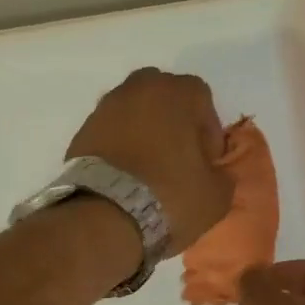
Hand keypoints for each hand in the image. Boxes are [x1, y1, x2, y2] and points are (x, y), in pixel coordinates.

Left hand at [68, 68, 231, 254]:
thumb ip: (223, 175)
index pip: (202, 97)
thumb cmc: (170, 196)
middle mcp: (139, 89)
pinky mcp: (82, 131)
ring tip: (149, 170)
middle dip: (174, 121)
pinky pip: (111, 131)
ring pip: (134, 111)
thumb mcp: (216, 196)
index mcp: (177, 93)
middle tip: (179, 157)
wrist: (104, 216)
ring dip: (145, 132)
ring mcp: (106, 107)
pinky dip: (120, 146)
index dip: (208, 129)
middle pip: (164, 96)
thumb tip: (215, 173)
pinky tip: (125, 176)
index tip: (207, 160)